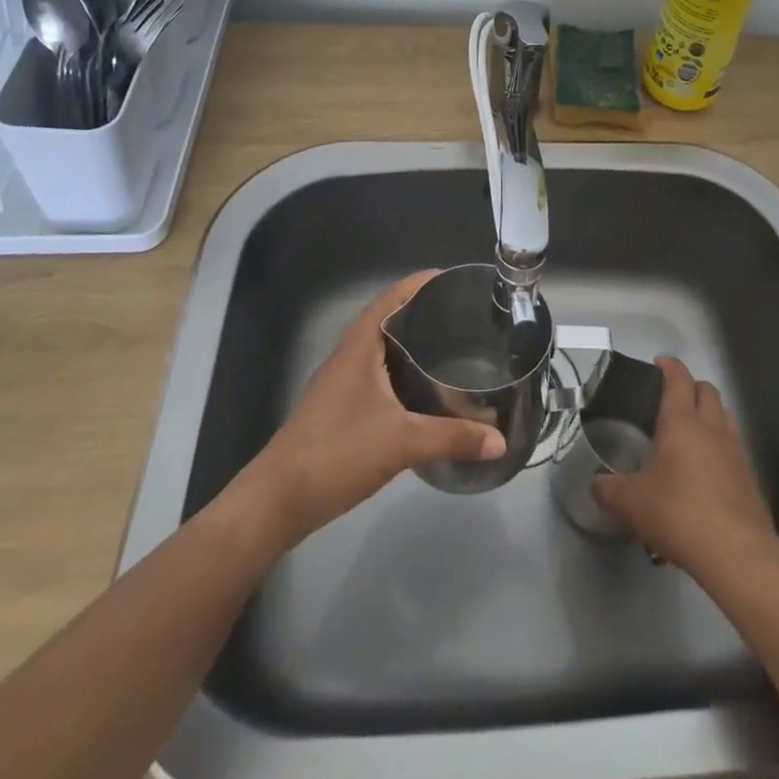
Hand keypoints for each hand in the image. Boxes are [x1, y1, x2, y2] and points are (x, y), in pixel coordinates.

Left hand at [236, 271, 506, 547]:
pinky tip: (425, 390)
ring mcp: (341, 383)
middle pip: (388, 319)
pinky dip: (403, 371)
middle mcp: (349, 356)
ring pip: (382, 349)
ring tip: (452, 345)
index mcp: (359, 346)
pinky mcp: (340, 408)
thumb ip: (452, 438)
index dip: (419, 283)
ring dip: (412, 343)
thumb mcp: (401, 442)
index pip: (391, 298)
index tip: (453, 278)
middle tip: (464, 313)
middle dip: (423, 312)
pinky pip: (378, 374)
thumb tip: (501, 440)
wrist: (277, 501)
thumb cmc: (337, 453)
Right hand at [590, 357, 775, 575]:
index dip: (669, 366)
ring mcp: (736, 451)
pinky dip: (722, 444)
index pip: (678, 379)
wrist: (736, 552)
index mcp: (681, 422)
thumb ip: (609, 489)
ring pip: (725, 415)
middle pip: (707, 390)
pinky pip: (735, 446)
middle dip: (691, 386)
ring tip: (692, 429)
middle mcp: (712, 428)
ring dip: (710, 412)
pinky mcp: (750, 477)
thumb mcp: (632, 503)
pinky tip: (709, 467)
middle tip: (672, 398)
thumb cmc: (679, 513)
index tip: (659, 363)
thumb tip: (595, 483)